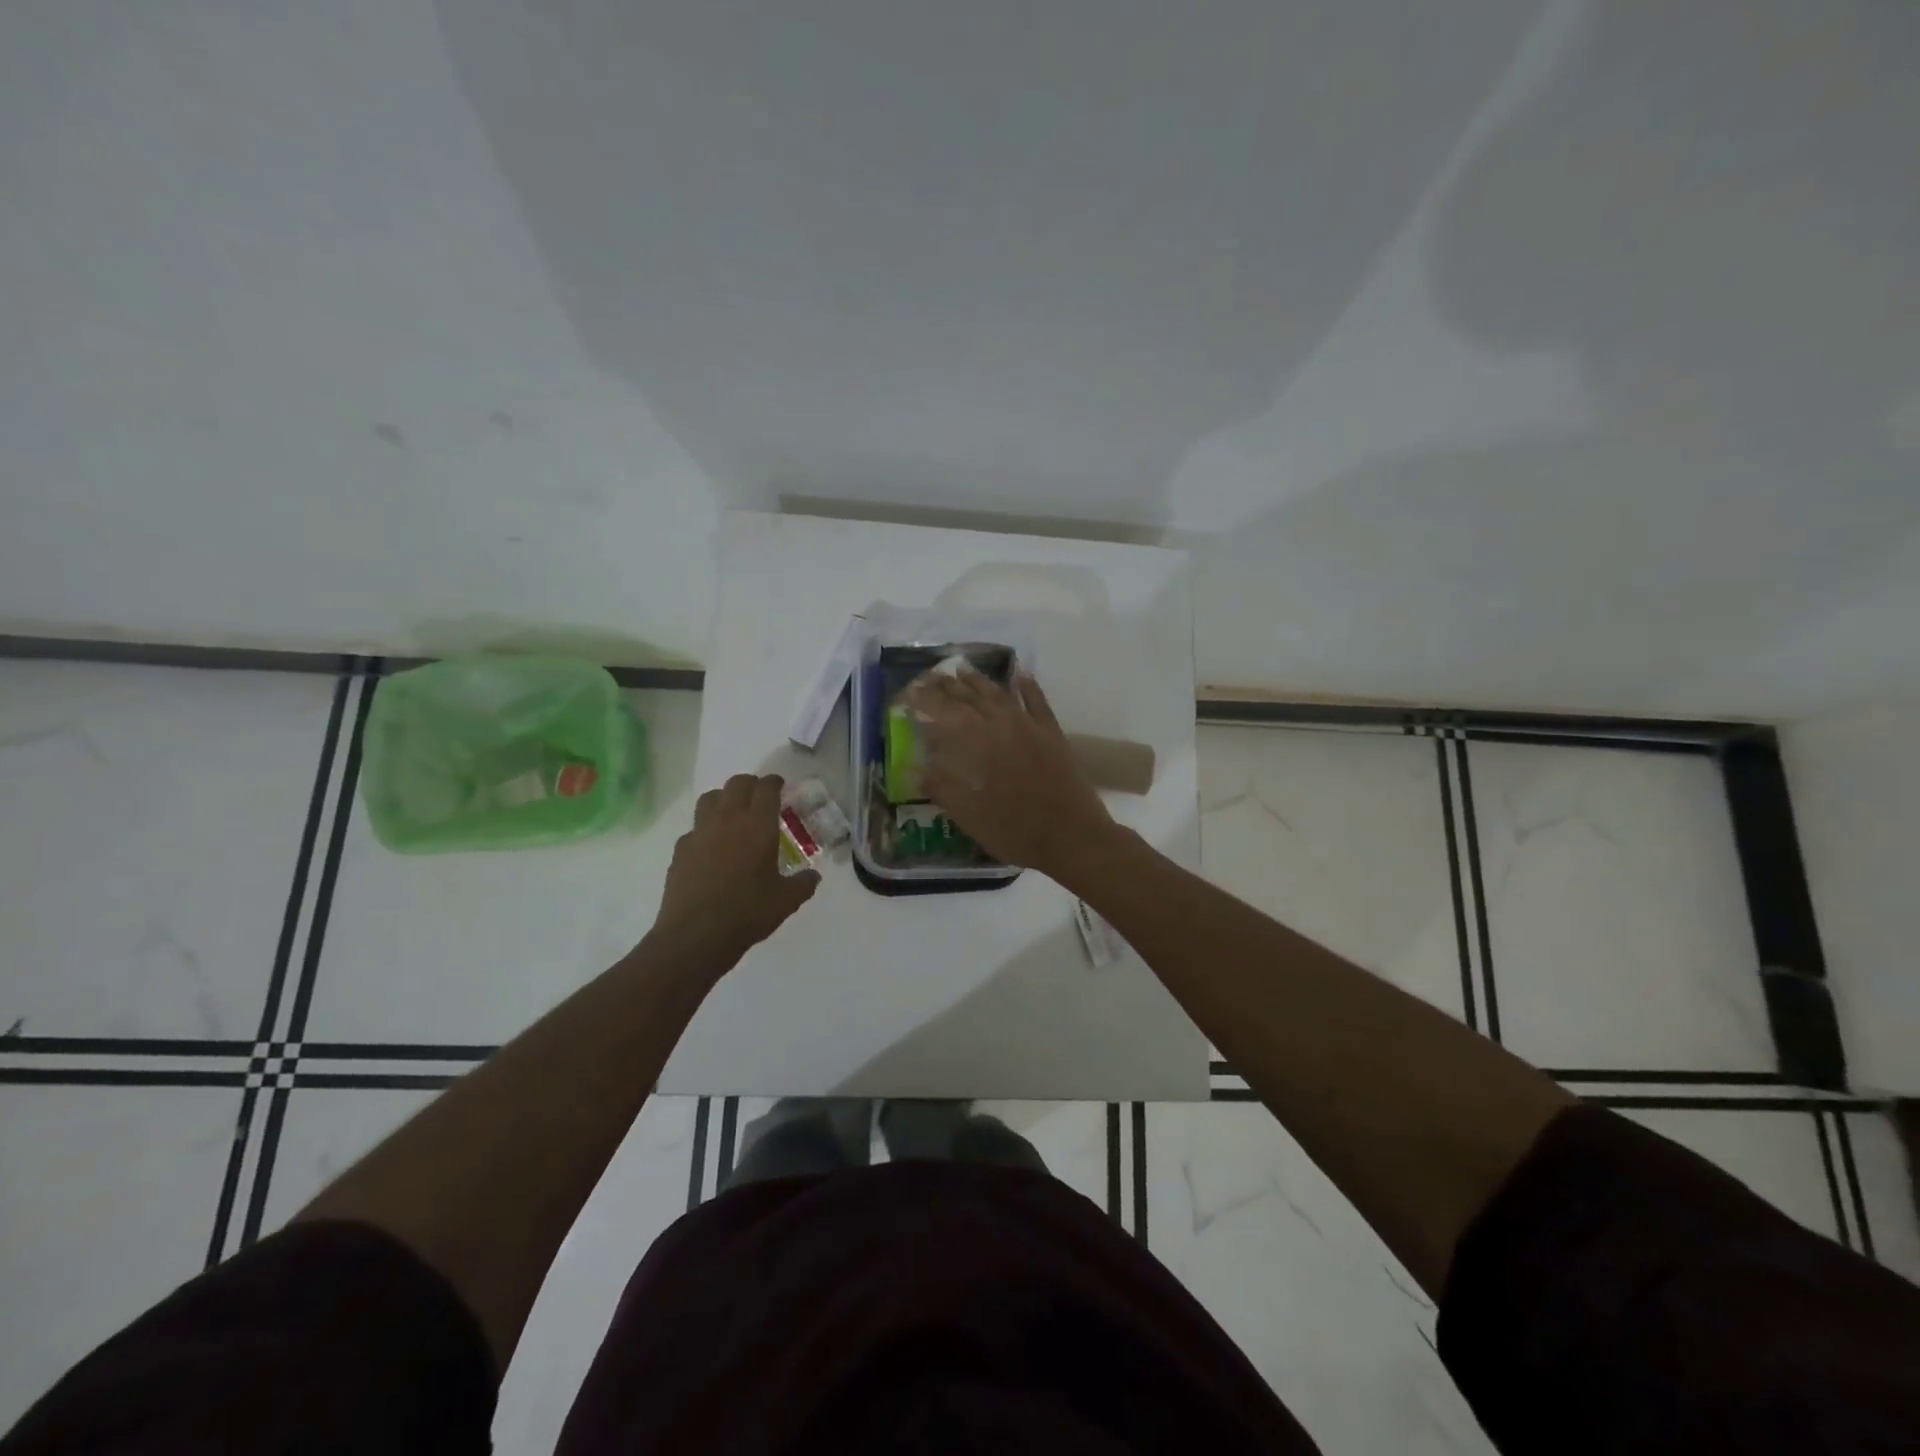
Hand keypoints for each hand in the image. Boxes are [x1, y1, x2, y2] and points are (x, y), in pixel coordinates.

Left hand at [652, 774, 818, 963]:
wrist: (695, 936)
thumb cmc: (748, 913)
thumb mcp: (787, 901)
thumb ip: (803, 883)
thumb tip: (813, 877)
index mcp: (758, 825)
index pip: (766, 788)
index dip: (774, 783)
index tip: (780, 786)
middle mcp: (728, 820)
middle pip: (737, 784)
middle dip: (751, 784)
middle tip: (760, 797)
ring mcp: (700, 833)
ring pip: (710, 798)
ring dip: (724, 799)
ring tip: (733, 814)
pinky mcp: (680, 850)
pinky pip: (694, 828)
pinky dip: (705, 829)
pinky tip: (711, 848)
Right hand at [904, 669, 1114, 878]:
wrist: (1071, 835)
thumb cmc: (1013, 829)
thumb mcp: (967, 814)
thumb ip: (940, 786)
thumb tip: (914, 767)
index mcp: (974, 741)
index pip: (942, 710)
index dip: (924, 699)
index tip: (910, 690)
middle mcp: (999, 723)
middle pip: (969, 697)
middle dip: (947, 686)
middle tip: (930, 676)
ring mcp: (1029, 724)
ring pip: (999, 694)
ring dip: (979, 681)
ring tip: (962, 669)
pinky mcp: (1052, 732)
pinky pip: (1037, 701)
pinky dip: (1027, 685)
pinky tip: (1020, 673)